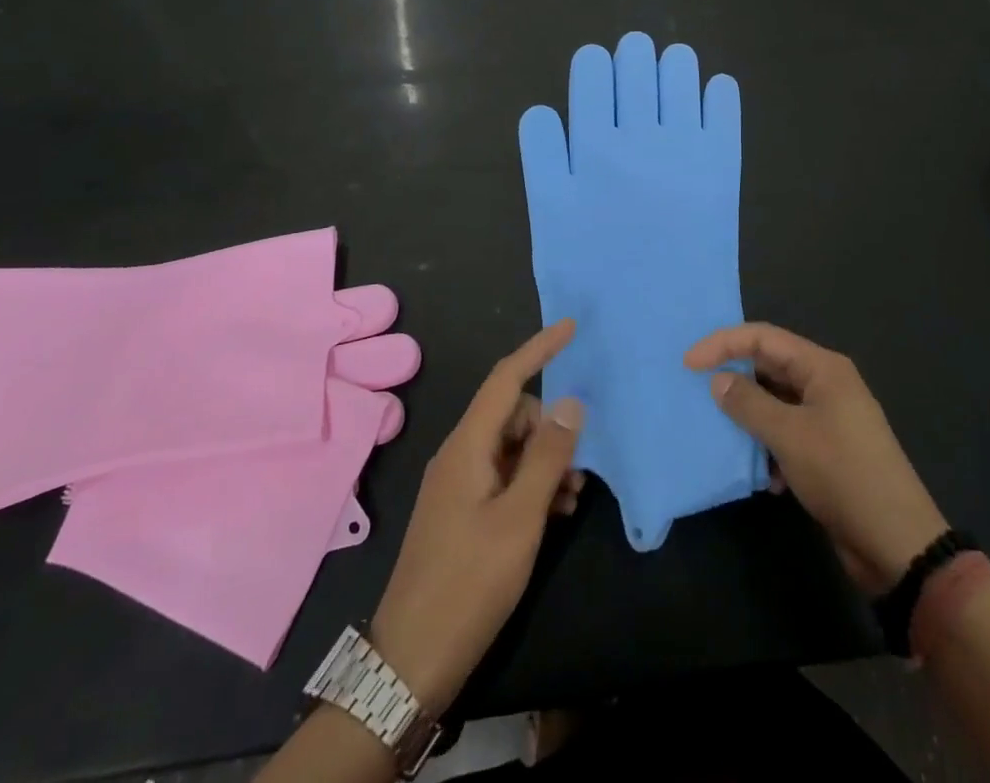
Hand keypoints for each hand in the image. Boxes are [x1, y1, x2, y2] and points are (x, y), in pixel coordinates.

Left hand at [369, 320, 584, 712]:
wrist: (410, 661)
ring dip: (545, 461)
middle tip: (579, 468)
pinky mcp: (461, 512)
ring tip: (571, 498)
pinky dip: (531, 485)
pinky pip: (503, 477)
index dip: (538, 349)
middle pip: (513, 414)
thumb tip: (570, 403)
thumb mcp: (519, 519)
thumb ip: (547, 457)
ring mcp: (458, 485)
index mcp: (467, 446)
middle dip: (550, 428)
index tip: (570, 328)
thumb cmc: (469, 582)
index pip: (506, 378)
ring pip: (511, 448)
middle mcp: (459, 455)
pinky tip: (553, 514)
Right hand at [686, 323, 945, 593]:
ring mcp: (830, 418)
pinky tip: (765, 477)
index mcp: (822, 368)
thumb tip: (718, 380)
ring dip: (751, 418)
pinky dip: (770, 448)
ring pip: (777, 403)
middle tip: (698, 392)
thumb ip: (749, 403)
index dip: (723, 344)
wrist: (898, 543)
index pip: (763, 337)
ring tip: (724, 435)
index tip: (688, 363)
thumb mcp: (789, 436)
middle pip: (770, 366)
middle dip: (735, 380)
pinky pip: (788, 434)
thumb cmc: (843, 475)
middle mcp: (826, 384)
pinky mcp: (829, 451)